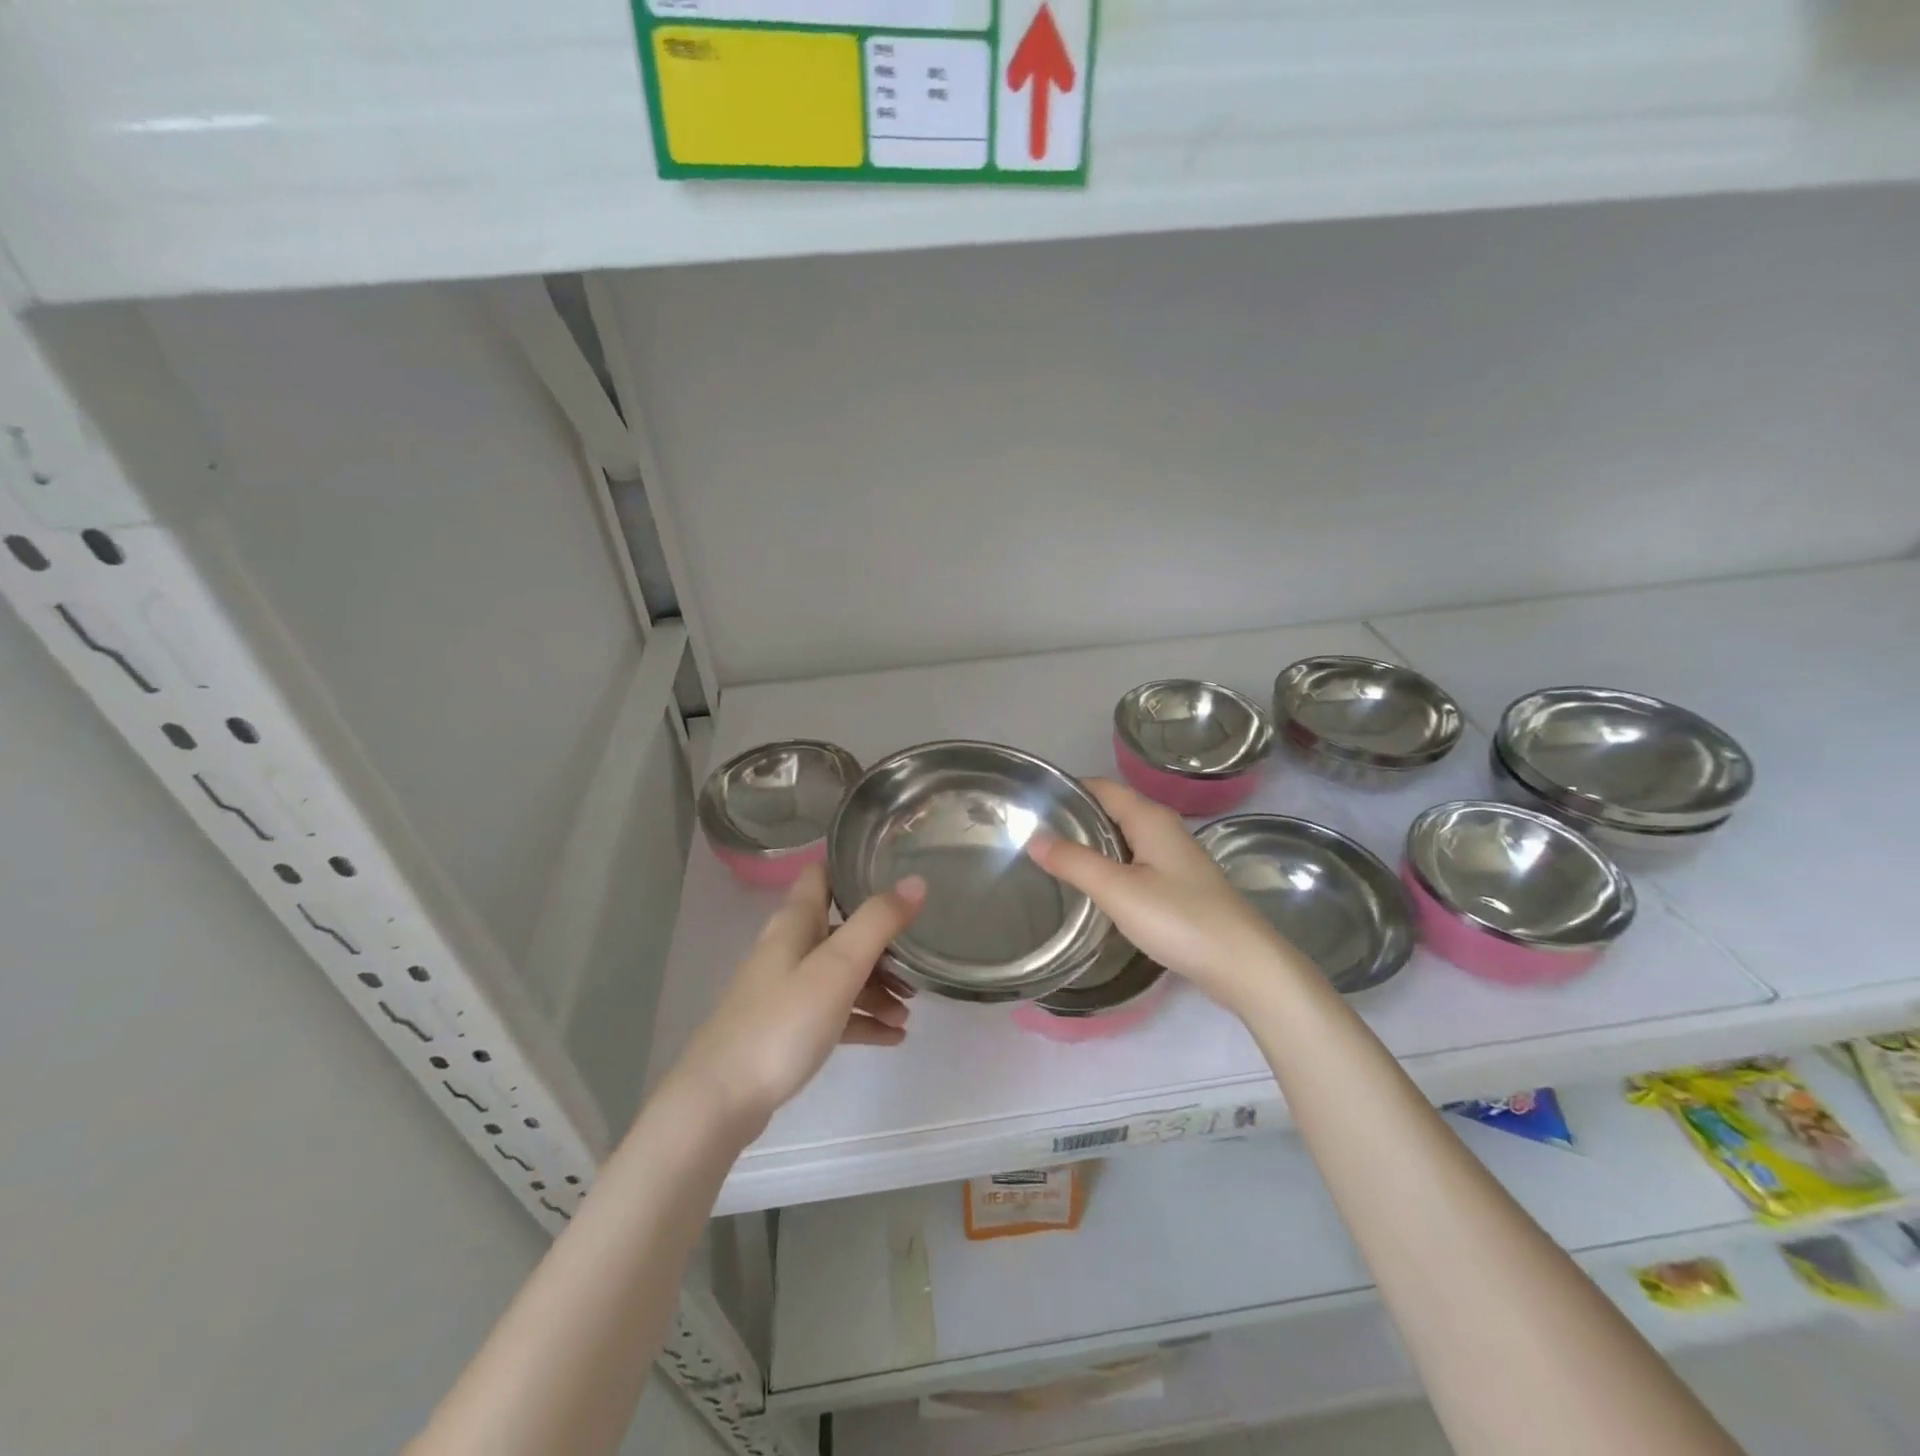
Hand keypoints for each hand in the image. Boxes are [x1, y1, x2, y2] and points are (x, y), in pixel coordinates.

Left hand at [670, 862, 924, 1133]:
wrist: (721, 1100)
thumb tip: (916, 881)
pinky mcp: (786, 1028)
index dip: (854, 867)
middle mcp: (789, 948)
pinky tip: (891, 1037)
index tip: (896, 869)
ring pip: (840, 974)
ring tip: (909, 1013)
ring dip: (877, 987)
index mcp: (795, 922)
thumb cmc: (782, 1022)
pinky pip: (834, 1012)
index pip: (822, 873)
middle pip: (841, 929)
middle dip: (881, 942)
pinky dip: (862, 1018)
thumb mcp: (838, 967)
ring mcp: (785, 989)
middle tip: (918, 961)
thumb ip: (878, 922)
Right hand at [1027, 778, 1311, 1014]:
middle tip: (1031, 837)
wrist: (1244, 965)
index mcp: (1149, 817)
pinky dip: (1109, 866)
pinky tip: (1091, 888)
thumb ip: (1074, 862)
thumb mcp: (1118, 890)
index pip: (1099, 787)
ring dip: (1090, 845)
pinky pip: (1133, 862)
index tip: (1028, 807)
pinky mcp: (1177, 883)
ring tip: (1051, 861)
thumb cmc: (1180, 919)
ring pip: (1122, 838)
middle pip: (1110, 810)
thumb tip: (1034, 837)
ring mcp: (1173, 856)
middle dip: (1073, 820)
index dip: (1066, 791)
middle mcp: (1162, 828)